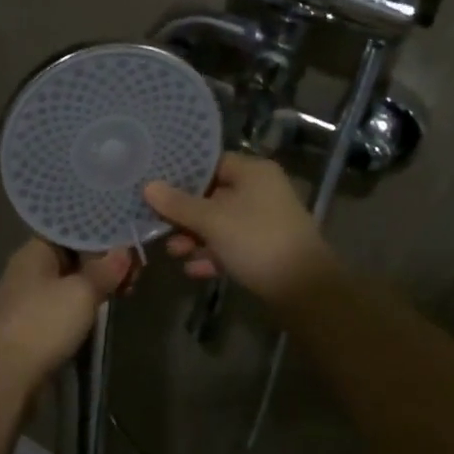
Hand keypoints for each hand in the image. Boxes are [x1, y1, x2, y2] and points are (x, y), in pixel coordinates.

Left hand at [0, 239, 131, 384]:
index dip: (102, 234)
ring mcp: (29, 296)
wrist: (7, 376)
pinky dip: (85, 303)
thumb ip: (105, 269)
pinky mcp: (33, 322)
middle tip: (135, 274)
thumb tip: (124, 250)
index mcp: (35, 250)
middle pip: (73, 255)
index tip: (129, 245)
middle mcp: (29, 268)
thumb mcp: (82, 292)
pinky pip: (64, 302)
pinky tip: (103, 310)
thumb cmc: (44, 323)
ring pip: (70, 280)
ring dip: (97, 284)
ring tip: (126, 292)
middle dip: (105, 262)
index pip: (72, 229)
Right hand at [143, 154, 334, 304]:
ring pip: (221, 223)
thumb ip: (178, 204)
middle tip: (159, 226)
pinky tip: (193, 270)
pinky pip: (232, 245)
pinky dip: (213, 254)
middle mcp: (261, 191)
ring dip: (196, 237)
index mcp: (253, 172)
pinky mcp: (266, 249)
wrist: (305, 290)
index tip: (156, 187)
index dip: (182, 175)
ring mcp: (265, 221)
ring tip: (174, 253)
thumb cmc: (257, 241)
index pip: (211, 163)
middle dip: (185, 214)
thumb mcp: (212, 221)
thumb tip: (148, 186)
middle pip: (213, 195)